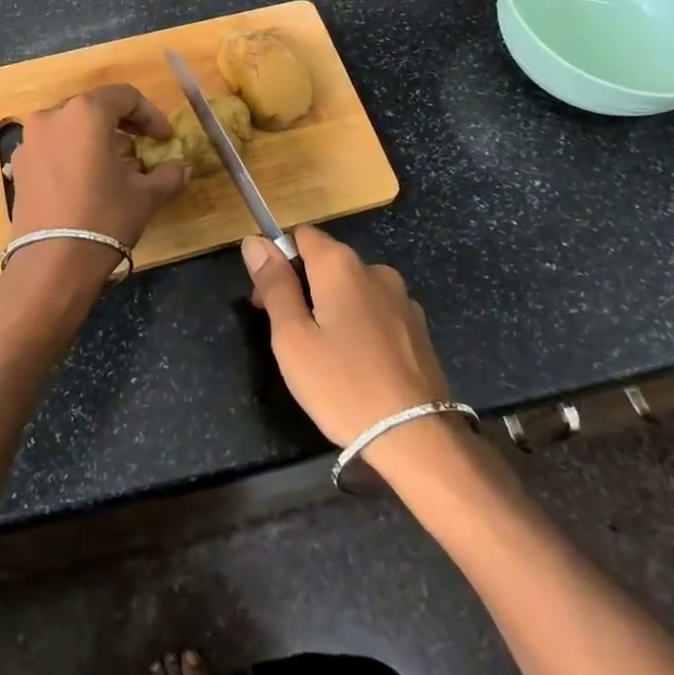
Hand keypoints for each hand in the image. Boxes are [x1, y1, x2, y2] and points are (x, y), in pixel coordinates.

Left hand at [7, 84, 191, 282]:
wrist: (51, 264)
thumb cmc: (104, 218)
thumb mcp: (145, 196)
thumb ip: (168, 175)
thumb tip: (185, 168)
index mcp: (85, 113)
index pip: (124, 97)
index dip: (150, 115)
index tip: (164, 138)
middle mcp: (52, 117)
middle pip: (94, 109)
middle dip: (122, 127)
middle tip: (142, 150)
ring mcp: (30, 141)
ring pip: (71, 128)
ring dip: (96, 141)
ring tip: (115, 169)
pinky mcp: (18, 166)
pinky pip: (52, 148)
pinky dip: (73, 155)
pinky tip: (87, 183)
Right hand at [242, 225, 451, 447]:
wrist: (417, 438)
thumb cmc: (343, 385)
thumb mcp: (292, 337)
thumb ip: (274, 285)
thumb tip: (254, 241)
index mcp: (340, 265)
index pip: (300, 235)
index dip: (277, 261)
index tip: (267, 302)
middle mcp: (374, 269)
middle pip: (326, 261)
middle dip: (302, 287)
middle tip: (289, 337)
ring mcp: (402, 298)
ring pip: (352, 288)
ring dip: (332, 307)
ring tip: (325, 356)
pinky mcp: (418, 328)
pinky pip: (376, 311)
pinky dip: (360, 325)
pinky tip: (358, 364)